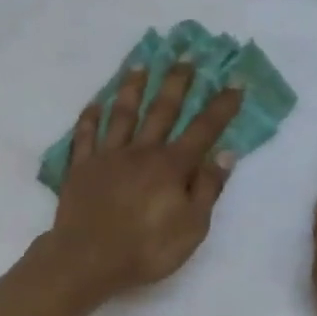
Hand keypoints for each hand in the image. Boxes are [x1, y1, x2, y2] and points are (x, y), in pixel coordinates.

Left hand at [44, 62, 242, 299]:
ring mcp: (107, 157)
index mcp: (171, 167)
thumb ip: (207, 189)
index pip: (203, 130)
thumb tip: (226, 153)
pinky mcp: (81, 168)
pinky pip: (85, 136)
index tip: (235, 81)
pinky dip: (90, 117)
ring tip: (140, 64)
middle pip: (162, 110)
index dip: (221, 106)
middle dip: (176, 82)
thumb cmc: (145, 250)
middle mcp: (140, 152)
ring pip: (122, 114)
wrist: (86, 260)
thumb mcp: (191, 228)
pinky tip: (95, 103)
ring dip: (133, 87)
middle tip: (185, 55)